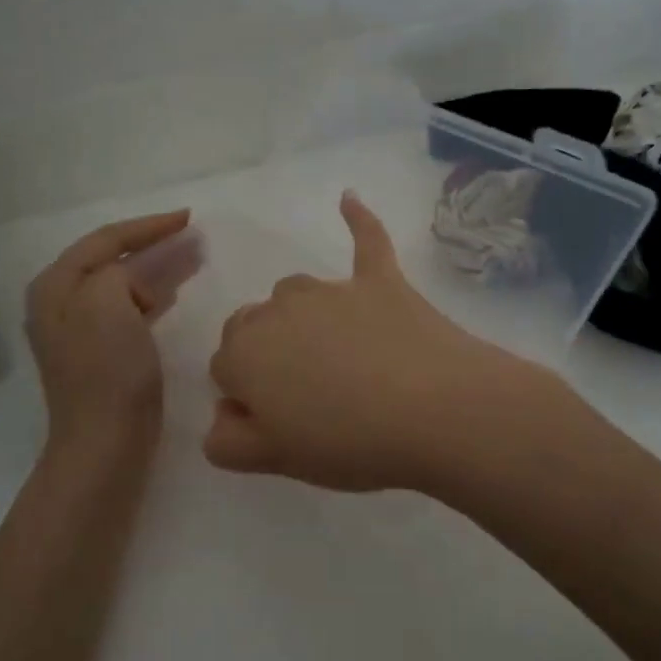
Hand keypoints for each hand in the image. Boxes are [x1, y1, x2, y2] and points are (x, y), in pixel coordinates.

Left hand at [27, 210, 193, 449]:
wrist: (105, 443)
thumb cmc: (107, 372)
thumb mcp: (109, 303)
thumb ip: (126, 270)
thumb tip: (150, 266)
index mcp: (55, 285)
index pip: (105, 239)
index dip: (148, 226)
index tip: (188, 217)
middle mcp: (58, 303)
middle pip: (110, 259)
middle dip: (152, 245)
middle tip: (192, 236)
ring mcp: (76, 330)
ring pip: (121, 284)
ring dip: (154, 268)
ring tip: (190, 259)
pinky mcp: (98, 353)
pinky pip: (126, 308)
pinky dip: (150, 295)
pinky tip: (171, 295)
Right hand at [204, 192, 539, 491]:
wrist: (437, 411)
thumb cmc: (350, 443)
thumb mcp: (276, 460)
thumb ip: (229, 441)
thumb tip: (223, 416)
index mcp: (244, 353)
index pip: (223, 368)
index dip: (248, 398)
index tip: (281, 424)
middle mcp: (277, 309)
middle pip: (252, 325)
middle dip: (266, 355)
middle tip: (308, 397)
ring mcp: (331, 290)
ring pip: (295, 293)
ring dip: (301, 318)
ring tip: (338, 358)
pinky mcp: (380, 280)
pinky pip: (365, 239)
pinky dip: (357, 220)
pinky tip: (348, 200)